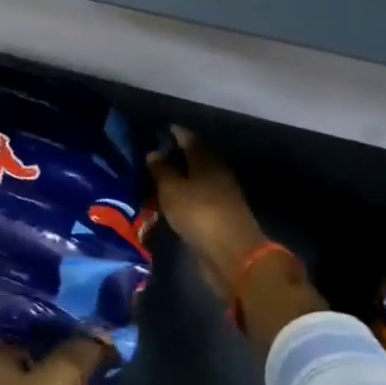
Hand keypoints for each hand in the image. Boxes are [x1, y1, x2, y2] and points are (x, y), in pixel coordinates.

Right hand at [146, 126, 329, 355]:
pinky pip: (197, 196)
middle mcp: (217, 173)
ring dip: (181, 175)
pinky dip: (185, 193)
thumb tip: (154, 152)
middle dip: (177, 153)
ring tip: (158, 176)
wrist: (231, 255)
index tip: (158, 129)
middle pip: (196, 157)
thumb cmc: (200, 214)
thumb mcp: (172, 189)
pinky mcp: (219, 216)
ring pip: (197, 178)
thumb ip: (161, 170)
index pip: (189, 139)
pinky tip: (171, 197)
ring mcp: (221, 195)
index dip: (174, 133)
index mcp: (207, 161)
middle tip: (154, 152)